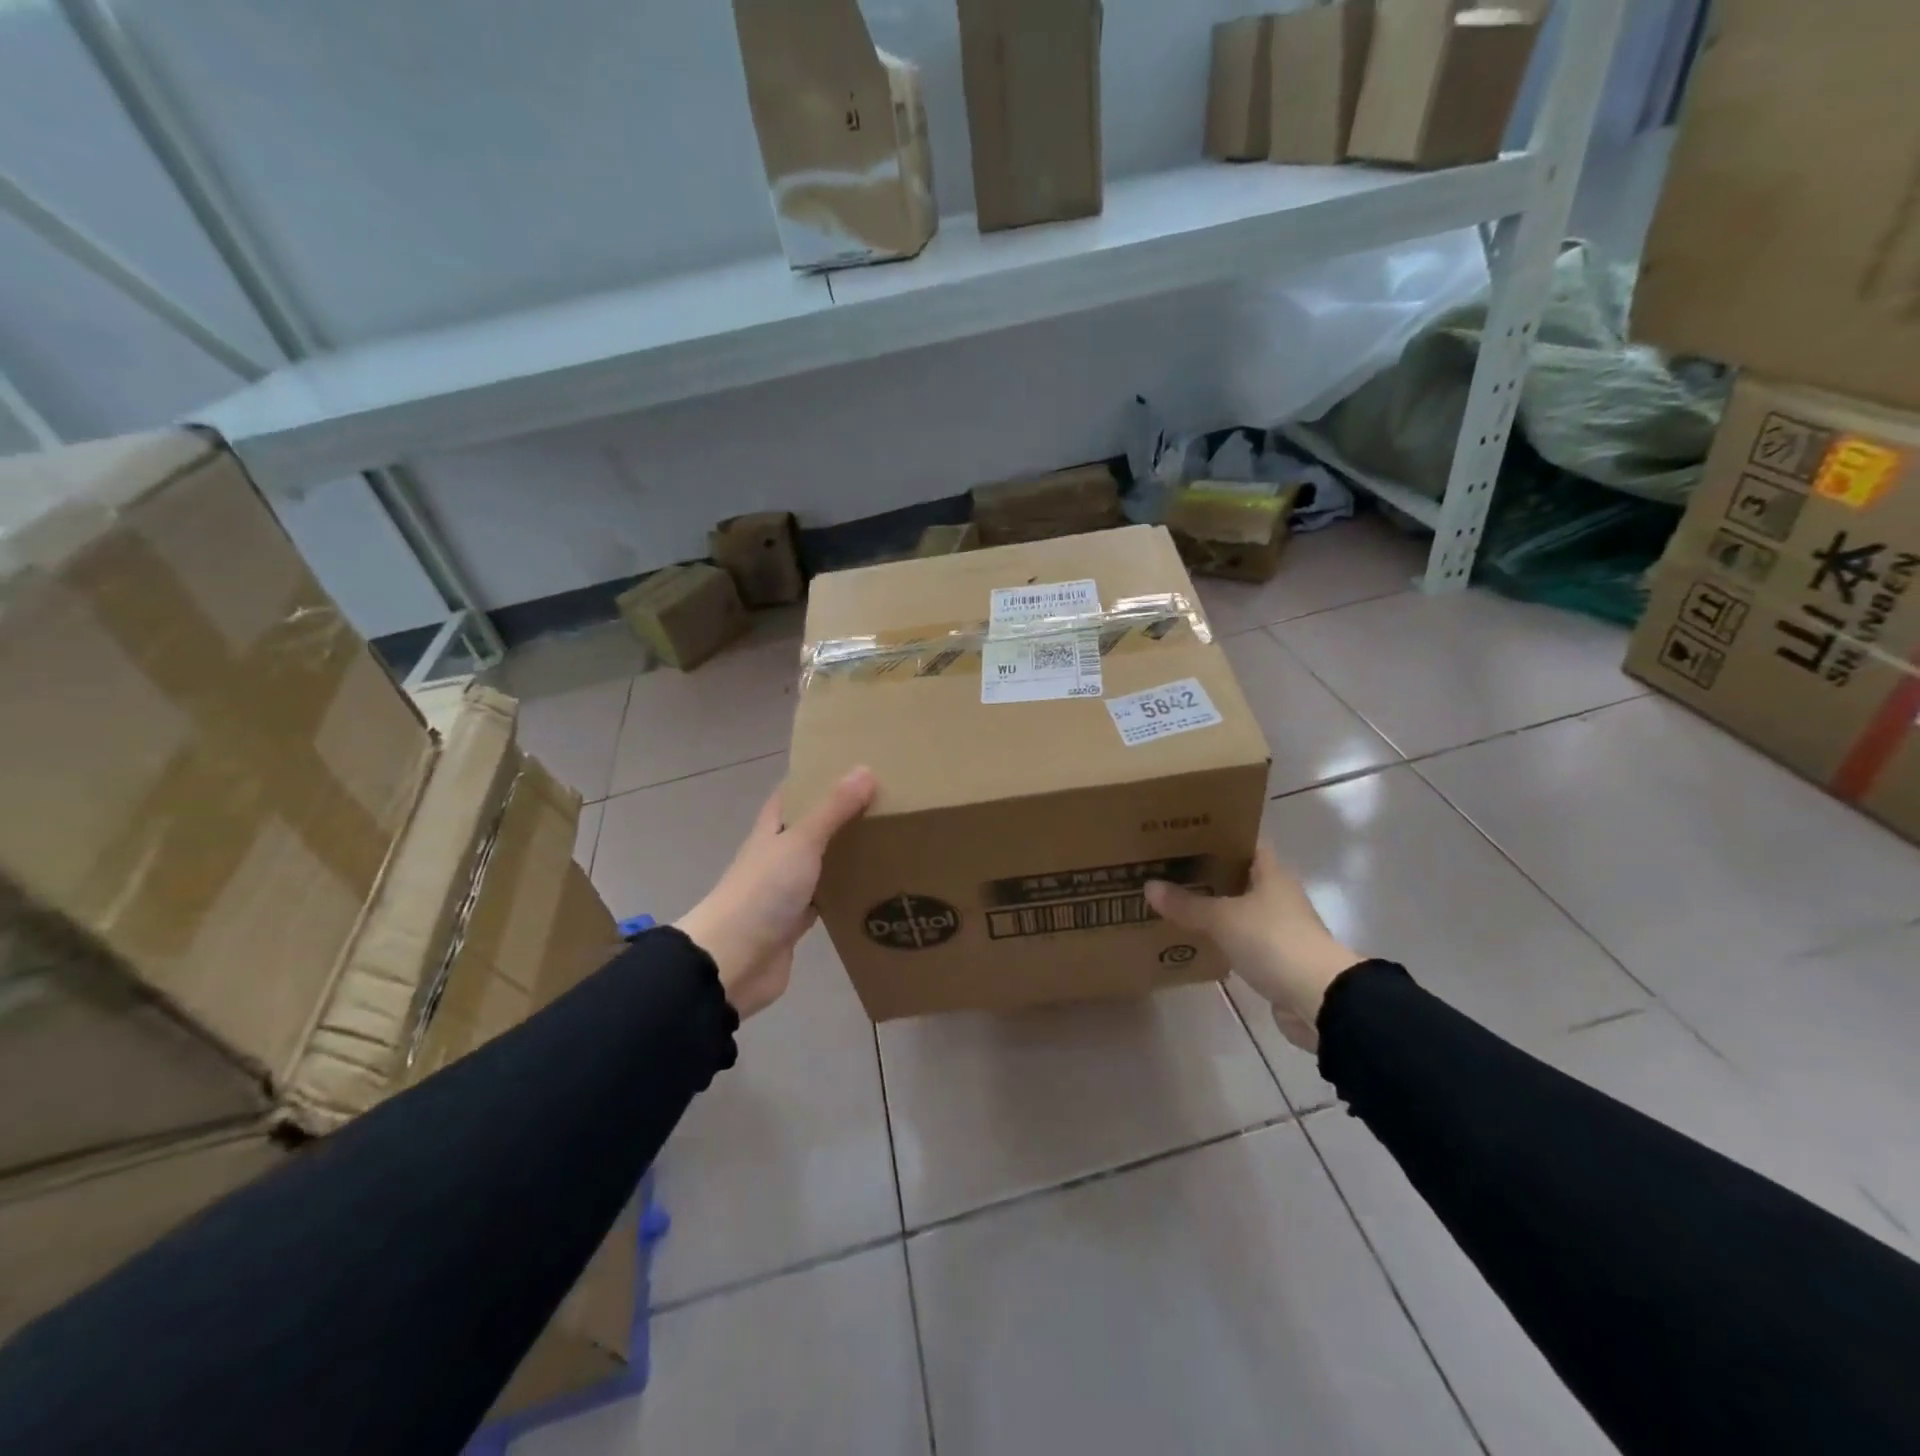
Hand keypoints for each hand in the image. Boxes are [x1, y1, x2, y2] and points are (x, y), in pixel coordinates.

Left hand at [676, 767, 877, 1017]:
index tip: (853, 768)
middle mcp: (777, 855)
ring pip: (821, 864)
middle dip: (841, 817)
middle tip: (885, 804)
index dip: (817, 779)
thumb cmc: (763, 891)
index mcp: (772, 830)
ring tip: (888, 841)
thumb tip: (865, 769)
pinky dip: (846, 894)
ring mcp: (785, 890)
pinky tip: (874, 889)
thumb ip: (833, 809)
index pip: (793, 795)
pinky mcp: (796, 923)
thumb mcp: (801, 842)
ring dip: (846, 855)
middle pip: (811, 829)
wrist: (733, 960)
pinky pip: (826, 901)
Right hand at [1144, 844, 1360, 1051]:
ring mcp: (1279, 927)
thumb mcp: (1223, 919)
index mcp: (1272, 873)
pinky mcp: (1276, 958)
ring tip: (1173, 902)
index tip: (1183, 836)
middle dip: (1206, 873)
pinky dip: (1220, 938)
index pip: (1244, 843)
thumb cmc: (1273, 941)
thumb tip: (1149, 886)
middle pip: (1238, 876)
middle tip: (1167, 869)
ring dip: (1212, 908)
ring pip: (1238, 909)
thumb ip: (1187, 904)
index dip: (1217, 836)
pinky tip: (1194, 938)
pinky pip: (1240, 940)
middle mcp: (1278, 895)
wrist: (1318, 999)